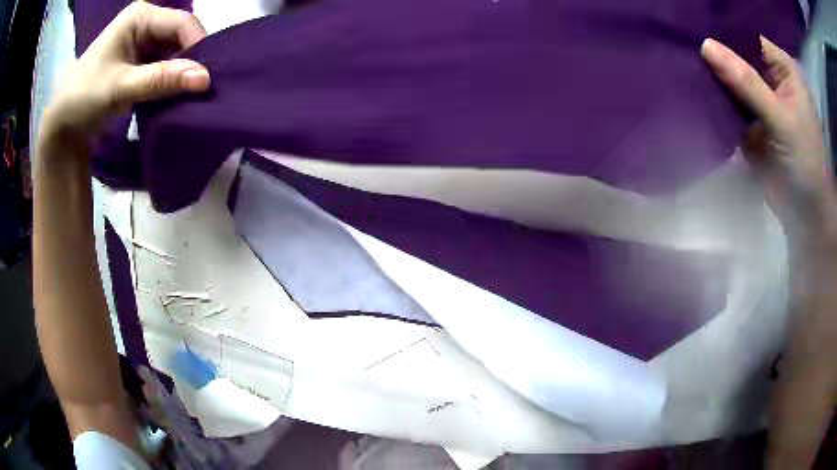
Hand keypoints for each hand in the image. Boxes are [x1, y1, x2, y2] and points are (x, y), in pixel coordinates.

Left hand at [41, 1, 209, 151]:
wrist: (61, 128)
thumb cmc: (83, 99)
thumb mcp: (120, 88)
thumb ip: (161, 80)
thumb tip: (205, 79)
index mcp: (140, 16)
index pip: (181, 23)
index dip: (197, 47)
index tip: (205, 80)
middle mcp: (145, 23)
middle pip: (180, 37)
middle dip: (190, 62)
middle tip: (198, 91)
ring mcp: (142, 42)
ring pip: (174, 53)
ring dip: (181, 74)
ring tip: (188, 95)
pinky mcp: (139, 61)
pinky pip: (164, 66)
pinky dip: (170, 81)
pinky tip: (174, 95)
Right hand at [702, 37, 835, 469]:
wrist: (804, 214)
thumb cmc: (805, 164)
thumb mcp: (781, 119)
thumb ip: (748, 83)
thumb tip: (706, 47)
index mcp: (783, 69)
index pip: (748, 36)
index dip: (726, 31)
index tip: (695, 24)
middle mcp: (770, 78)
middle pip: (737, 54)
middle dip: (715, 51)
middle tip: (680, 40)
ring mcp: (757, 100)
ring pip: (729, 77)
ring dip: (711, 74)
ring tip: (679, 60)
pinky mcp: (747, 122)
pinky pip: (726, 101)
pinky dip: (712, 97)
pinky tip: (692, 89)